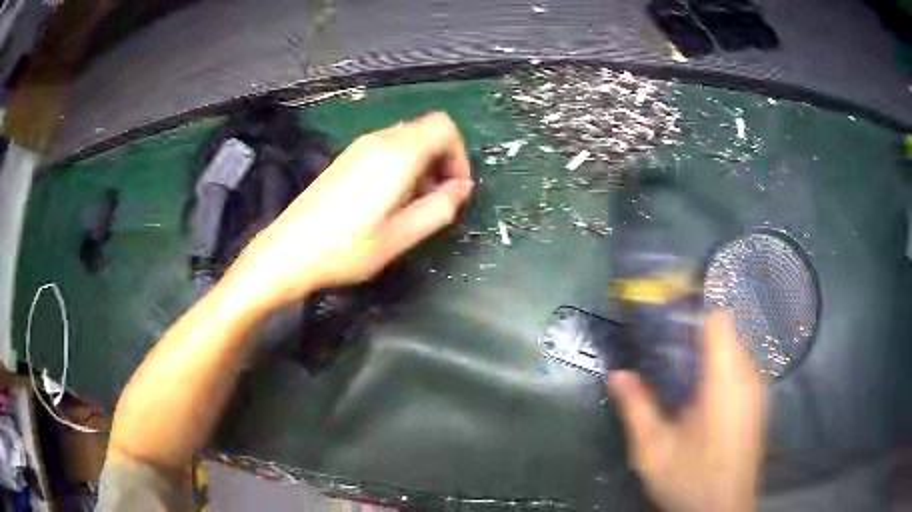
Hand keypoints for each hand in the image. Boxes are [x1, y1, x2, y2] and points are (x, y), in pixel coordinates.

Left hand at [225, 112, 472, 313]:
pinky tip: (390, 198)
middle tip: (438, 199)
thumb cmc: (346, 248)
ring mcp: (360, 147)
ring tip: (414, 203)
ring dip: (423, 163)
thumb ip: (439, 208)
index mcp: (397, 155)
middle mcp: (379, 141)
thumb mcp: (400, 237)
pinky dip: (402, 164)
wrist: (288, 251)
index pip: (445, 128)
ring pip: (408, 137)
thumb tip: (462, 189)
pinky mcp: (347, 157)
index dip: (459, 156)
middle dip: (443, 159)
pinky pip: (388, 147)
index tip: (456, 189)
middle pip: (428, 129)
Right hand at [607, 311, 767, 511]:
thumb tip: (618, 374)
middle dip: (699, 327)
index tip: (672, 304)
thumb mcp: (654, 451)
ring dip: (712, 347)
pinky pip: (743, 366)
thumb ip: (637, 409)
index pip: (721, 318)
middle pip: (729, 329)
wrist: (724, 510)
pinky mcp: (760, 402)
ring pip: (738, 347)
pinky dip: (723, 364)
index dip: (697, 304)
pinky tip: (702, 393)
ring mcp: (758, 389)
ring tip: (682, 366)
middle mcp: (748, 377)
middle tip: (668, 340)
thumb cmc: (691, 481)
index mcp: (724, 382)